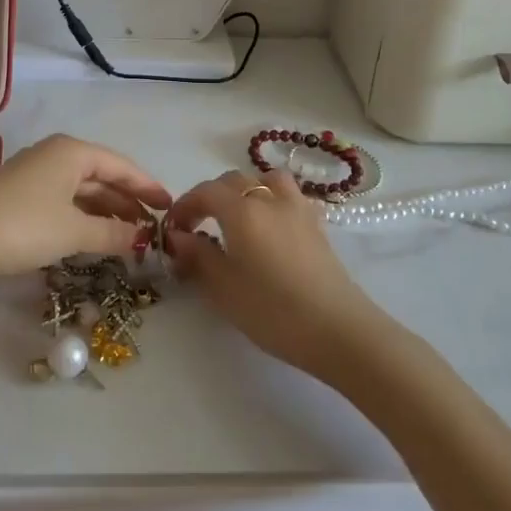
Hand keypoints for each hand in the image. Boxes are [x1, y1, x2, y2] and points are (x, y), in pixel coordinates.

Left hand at [0, 135, 171, 283]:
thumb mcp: (73, 231)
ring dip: (106, 212)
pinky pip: (64, 203)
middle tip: (154, 228)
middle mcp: (55, 156)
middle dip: (127, 202)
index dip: (147, 187)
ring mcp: (35, 176)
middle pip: (102, 177)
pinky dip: (83, 218)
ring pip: (82, 192)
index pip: (121, 166)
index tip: (170, 207)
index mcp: (72, 152)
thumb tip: (143, 239)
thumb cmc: (22, 226)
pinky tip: (95, 238)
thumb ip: (112, 233)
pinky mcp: (20, 198)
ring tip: (131, 237)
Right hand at [164, 168, 384, 379]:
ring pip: (267, 180)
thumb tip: (178, 236)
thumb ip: (197, 256)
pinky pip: (289, 197)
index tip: (173, 230)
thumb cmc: (272, 310)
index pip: (205, 192)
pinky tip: (270, 228)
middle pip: (234, 181)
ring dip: (246, 190)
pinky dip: (273, 201)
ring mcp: (298, 209)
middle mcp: (270, 199)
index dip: (184, 206)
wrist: (338, 330)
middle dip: (210, 197)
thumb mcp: (223, 288)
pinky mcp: (317, 226)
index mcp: (242, 210)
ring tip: (237, 217)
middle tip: (198, 227)